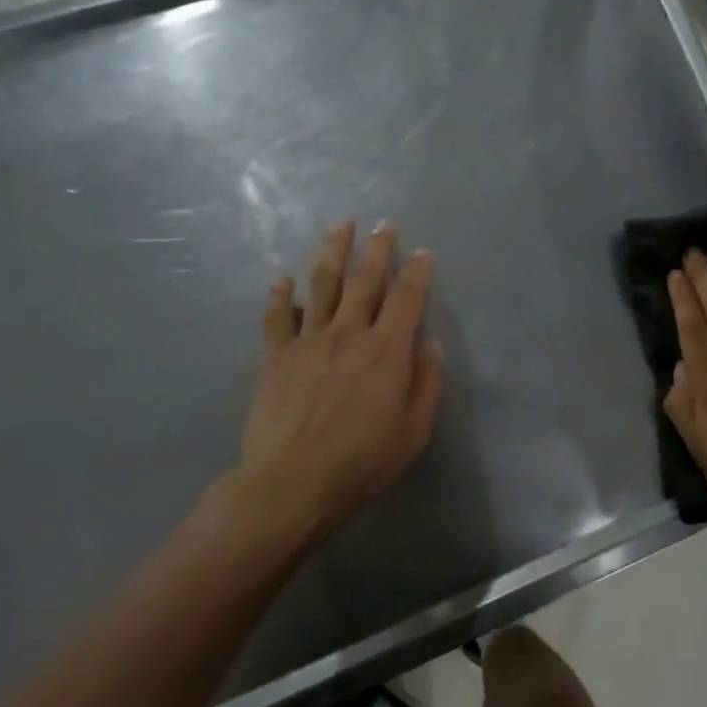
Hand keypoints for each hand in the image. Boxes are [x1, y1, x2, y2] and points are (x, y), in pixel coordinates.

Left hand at [232, 219, 444, 550]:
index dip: (417, 272)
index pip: (406, 298)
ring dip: (332, 252)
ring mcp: (308, 341)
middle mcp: (349, 334)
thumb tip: (431, 345)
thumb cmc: (362, 461)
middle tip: (384, 224)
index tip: (423, 252)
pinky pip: (278, 316)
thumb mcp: (413, 431)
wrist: (292, 483)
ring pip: (322, 284)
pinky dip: (282, 295)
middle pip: (364, 280)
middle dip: (378, 249)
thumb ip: (426, 383)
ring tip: (340, 227)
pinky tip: (283, 279)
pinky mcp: (276, 356)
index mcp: (387, 351)